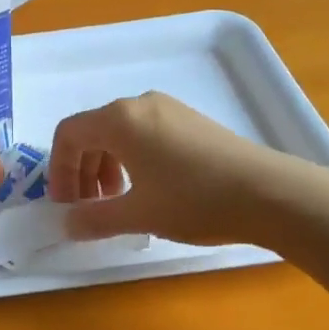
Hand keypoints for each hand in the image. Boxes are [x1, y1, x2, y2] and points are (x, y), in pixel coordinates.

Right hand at [48, 93, 297, 246]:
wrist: (270, 193)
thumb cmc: (194, 200)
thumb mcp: (139, 214)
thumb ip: (95, 218)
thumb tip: (68, 224)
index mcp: (119, 119)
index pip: (68, 134)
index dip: (58, 170)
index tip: (65, 205)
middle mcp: (140, 105)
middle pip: (93, 132)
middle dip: (81, 171)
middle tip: (87, 209)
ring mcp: (169, 110)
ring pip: (120, 134)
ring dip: (106, 168)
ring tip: (118, 202)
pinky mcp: (191, 121)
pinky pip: (145, 135)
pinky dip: (132, 160)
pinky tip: (149, 191)